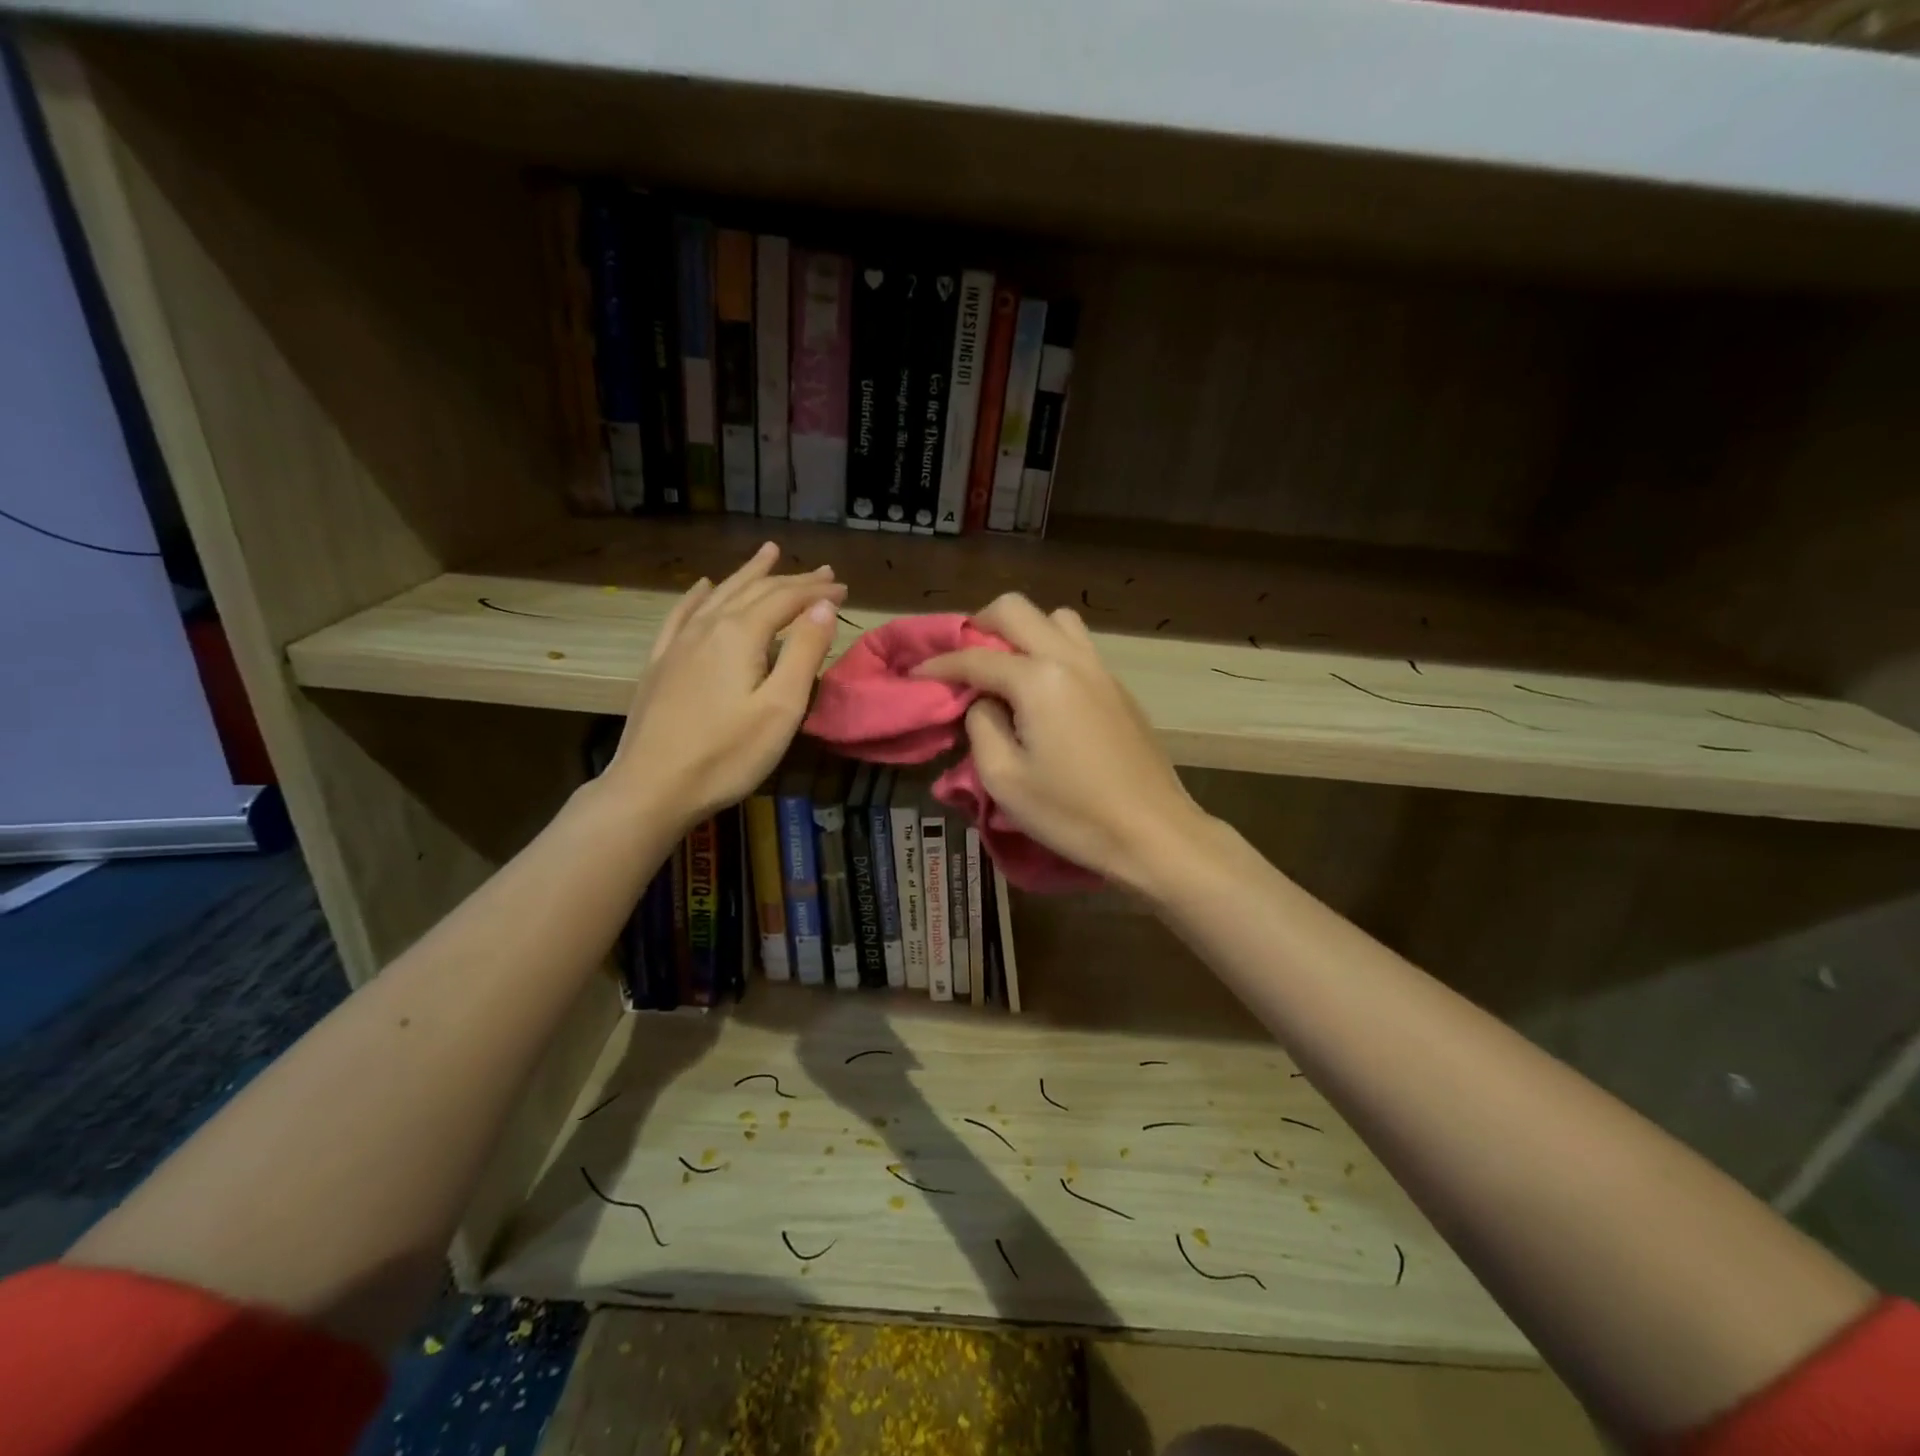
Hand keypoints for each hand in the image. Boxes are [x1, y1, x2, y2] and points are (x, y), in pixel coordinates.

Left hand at [607, 543, 845, 828]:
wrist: (652, 788)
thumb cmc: (727, 755)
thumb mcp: (780, 708)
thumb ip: (803, 652)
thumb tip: (822, 607)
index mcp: (740, 635)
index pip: (786, 600)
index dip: (817, 593)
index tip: (844, 589)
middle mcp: (708, 627)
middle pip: (755, 591)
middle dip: (792, 580)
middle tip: (823, 572)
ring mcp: (678, 644)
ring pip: (721, 595)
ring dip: (749, 574)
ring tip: (769, 554)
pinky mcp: (661, 664)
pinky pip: (682, 615)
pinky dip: (699, 595)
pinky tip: (703, 587)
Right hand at [914, 593, 1212, 893]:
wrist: (1153, 832)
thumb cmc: (1072, 812)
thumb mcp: (1005, 779)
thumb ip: (981, 727)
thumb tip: (983, 702)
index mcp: (1039, 679)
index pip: (976, 657)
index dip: (939, 665)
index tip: (914, 675)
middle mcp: (1071, 660)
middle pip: (1017, 610)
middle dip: (980, 625)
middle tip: (961, 658)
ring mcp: (1101, 670)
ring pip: (1056, 620)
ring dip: (1023, 632)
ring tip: (1005, 669)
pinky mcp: (1119, 689)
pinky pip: (1077, 647)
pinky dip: (1050, 651)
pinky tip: (1042, 692)